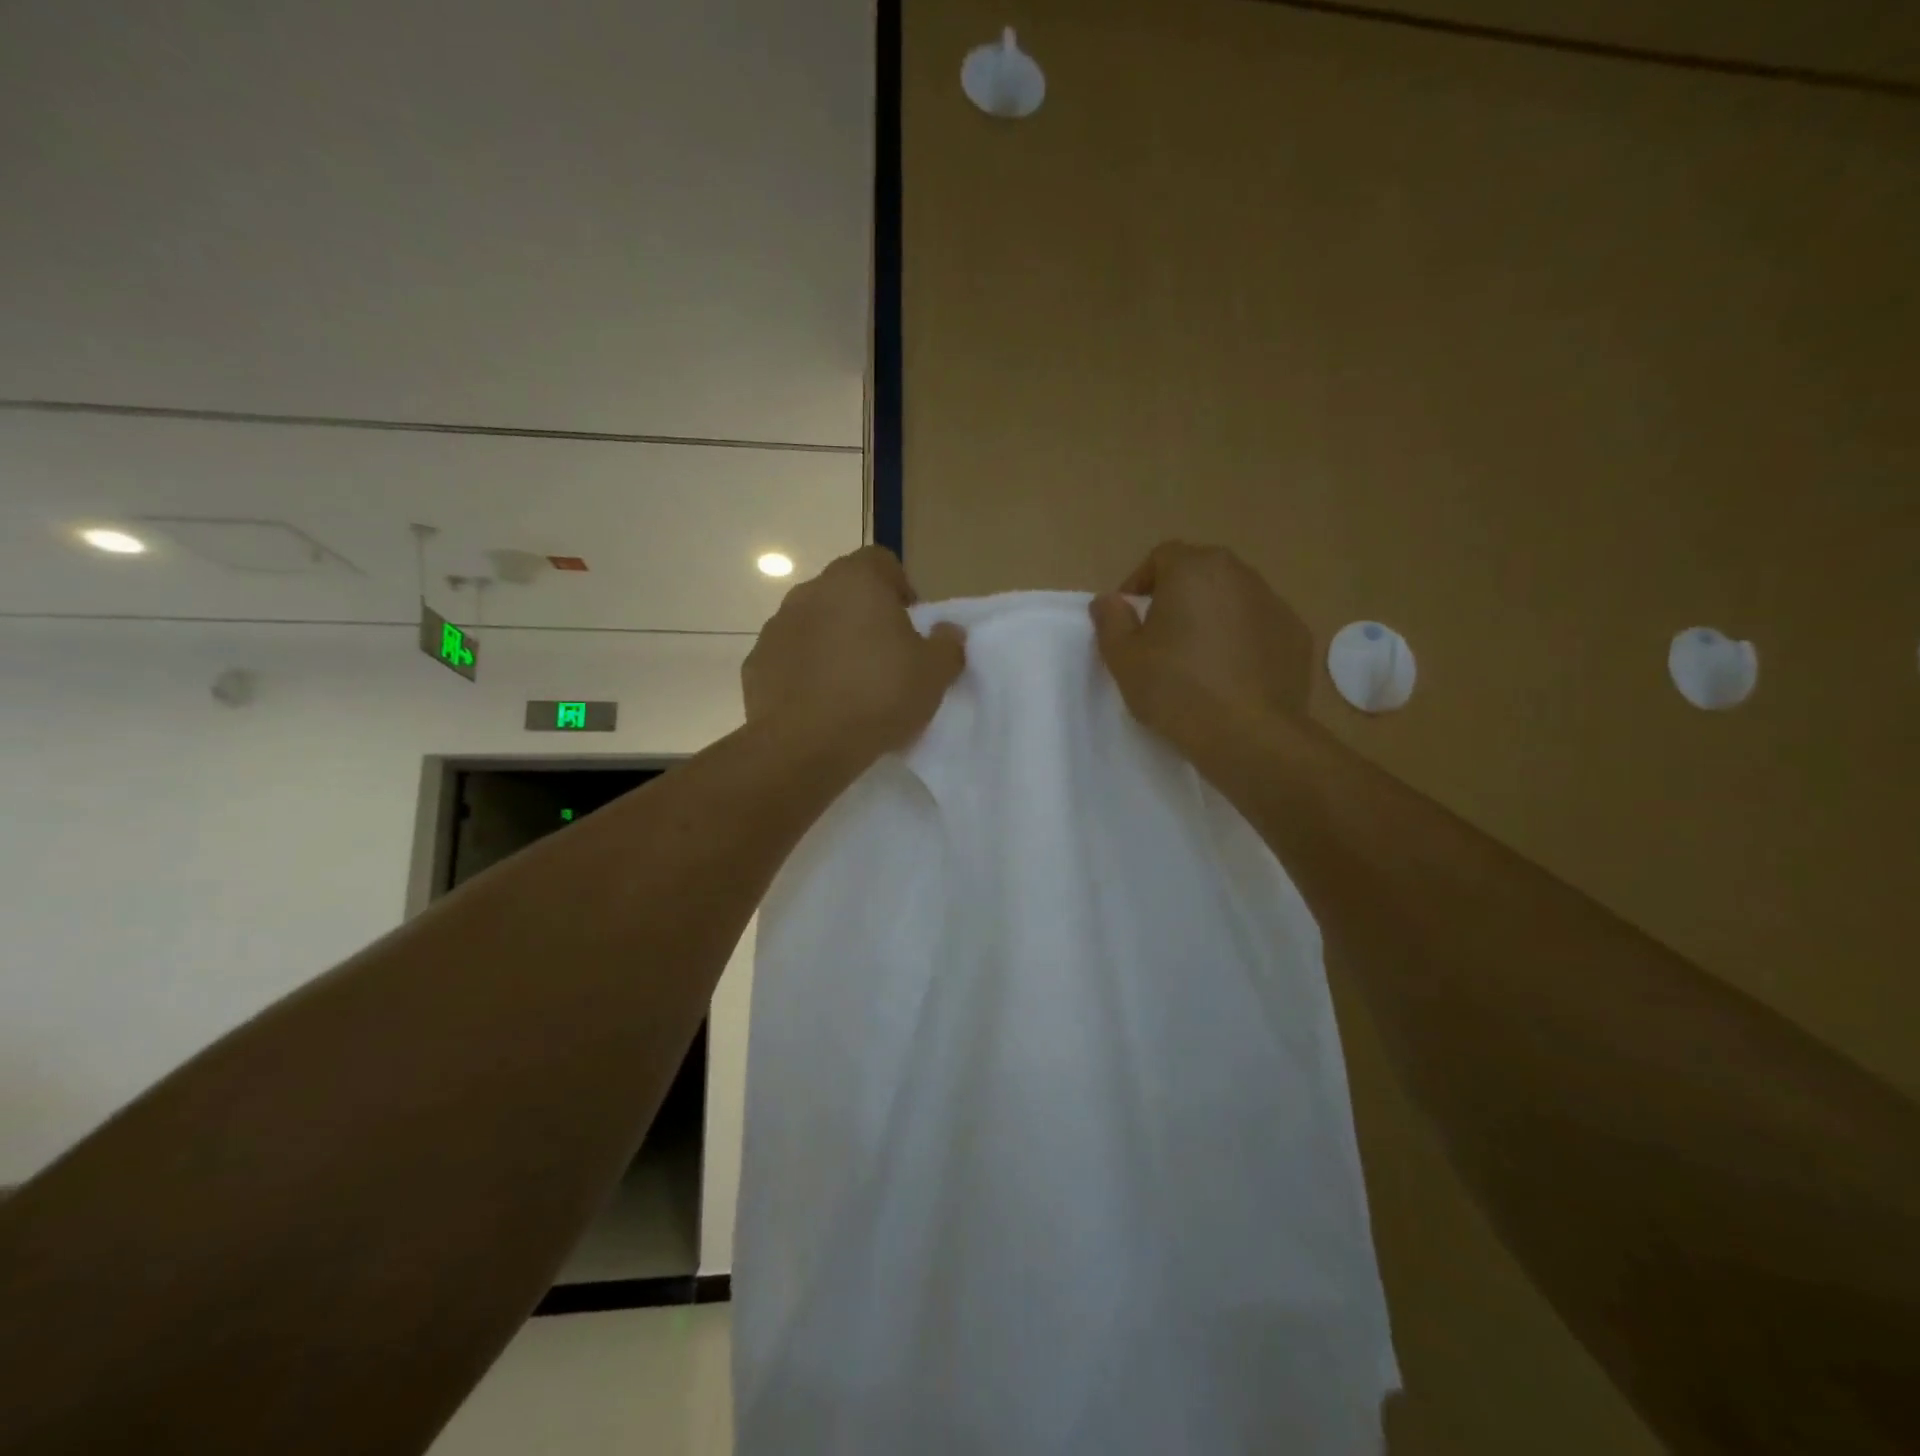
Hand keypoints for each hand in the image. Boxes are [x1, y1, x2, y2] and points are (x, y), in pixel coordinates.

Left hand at [743, 546, 966, 760]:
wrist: (803, 745)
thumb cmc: (877, 696)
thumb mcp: (934, 674)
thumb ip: (948, 645)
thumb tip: (948, 631)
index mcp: (856, 581)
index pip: (881, 561)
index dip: (900, 588)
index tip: (910, 626)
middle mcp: (811, 592)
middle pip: (845, 592)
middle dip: (865, 616)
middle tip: (884, 658)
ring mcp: (776, 626)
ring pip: (814, 624)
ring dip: (832, 643)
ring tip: (850, 685)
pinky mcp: (756, 662)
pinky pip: (789, 658)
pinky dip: (804, 672)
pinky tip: (820, 704)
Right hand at [1090, 542, 1313, 744]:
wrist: (1249, 734)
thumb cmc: (1176, 689)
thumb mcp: (1123, 658)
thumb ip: (1110, 620)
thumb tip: (1109, 600)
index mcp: (1194, 570)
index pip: (1161, 556)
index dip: (1140, 583)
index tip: (1130, 617)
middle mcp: (1239, 574)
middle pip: (1201, 573)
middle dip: (1178, 596)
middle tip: (1161, 636)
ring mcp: (1275, 603)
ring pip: (1233, 598)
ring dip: (1212, 616)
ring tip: (1197, 658)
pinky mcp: (1297, 635)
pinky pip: (1259, 627)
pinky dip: (1243, 640)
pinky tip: (1231, 675)